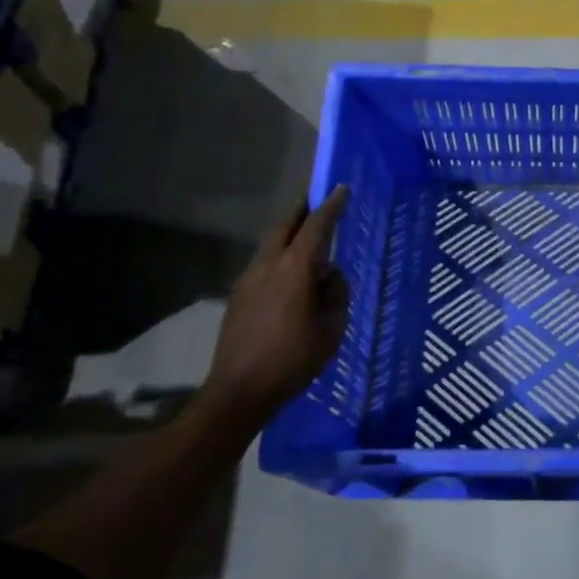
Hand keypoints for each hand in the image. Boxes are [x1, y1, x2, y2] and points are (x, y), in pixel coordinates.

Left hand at [203, 185, 349, 422]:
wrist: (240, 390)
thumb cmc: (293, 359)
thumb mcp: (332, 328)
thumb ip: (336, 294)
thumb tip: (329, 276)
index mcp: (295, 269)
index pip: (316, 227)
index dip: (331, 207)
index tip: (340, 188)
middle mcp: (268, 265)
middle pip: (284, 226)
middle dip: (301, 210)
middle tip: (316, 200)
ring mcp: (248, 280)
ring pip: (270, 244)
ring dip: (288, 234)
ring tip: (307, 239)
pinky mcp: (238, 296)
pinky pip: (263, 264)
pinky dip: (279, 257)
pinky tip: (289, 276)